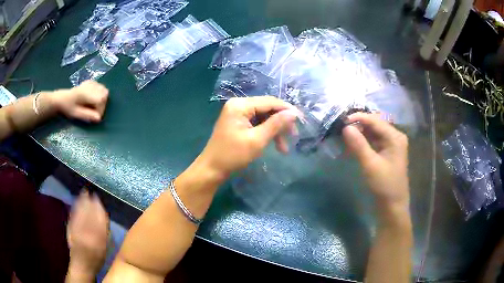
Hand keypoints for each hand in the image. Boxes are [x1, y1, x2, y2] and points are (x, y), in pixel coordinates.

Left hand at [50, 80, 108, 122]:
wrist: (61, 98)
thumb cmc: (67, 108)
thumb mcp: (76, 114)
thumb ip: (87, 115)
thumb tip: (99, 118)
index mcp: (86, 93)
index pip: (101, 99)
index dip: (101, 109)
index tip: (94, 116)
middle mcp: (90, 85)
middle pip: (105, 94)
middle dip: (102, 104)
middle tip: (94, 112)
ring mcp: (91, 82)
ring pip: (104, 90)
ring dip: (101, 99)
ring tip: (93, 106)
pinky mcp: (91, 82)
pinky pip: (101, 87)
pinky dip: (99, 94)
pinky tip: (92, 98)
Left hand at [67, 190, 108, 278]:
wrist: (81, 265)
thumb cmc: (97, 259)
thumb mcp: (105, 249)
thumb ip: (105, 234)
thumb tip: (104, 217)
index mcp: (98, 239)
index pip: (98, 219)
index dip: (98, 207)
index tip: (98, 198)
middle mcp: (87, 232)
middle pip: (88, 213)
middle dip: (89, 202)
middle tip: (91, 192)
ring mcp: (77, 230)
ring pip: (80, 212)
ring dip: (81, 202)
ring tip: (84, 193)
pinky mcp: (70, 229)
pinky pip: (73, 215)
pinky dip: (75, 207)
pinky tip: (76, 201)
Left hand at [198, 96, 300, 176]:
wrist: (212, 169)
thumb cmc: (233, 155)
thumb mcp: (257, 140)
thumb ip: (276, 124)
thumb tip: (294, 113)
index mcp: (240, 105)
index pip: (269, 101)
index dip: (287, 109)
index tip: (302, 119)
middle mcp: (239, 105)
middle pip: (267, 108)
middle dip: (281, 122)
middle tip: (294, 136)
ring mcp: (237, 113)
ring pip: (264, 117)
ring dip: (275, 130)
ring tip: (284, 148)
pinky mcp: (238, 122)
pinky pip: (257, 123)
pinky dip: (266, 133)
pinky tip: (275, 145)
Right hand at [342, 113, 409, 210]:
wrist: (393, 205)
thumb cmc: (384, 185)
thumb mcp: (370, 165)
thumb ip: (359, 145)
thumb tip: (346, 127)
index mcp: (395, 137)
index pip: (375, 120)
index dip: (359, 118)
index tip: (342, 120)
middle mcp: (395, 136)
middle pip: (375, 124)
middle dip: (359, 124)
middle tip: (342, 127)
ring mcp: (391, 144)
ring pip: (374, 132)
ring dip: (360, 132)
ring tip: (345, 134)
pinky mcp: (387, 152)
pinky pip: (374, 140)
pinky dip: (364, 140)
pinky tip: (353, 143)